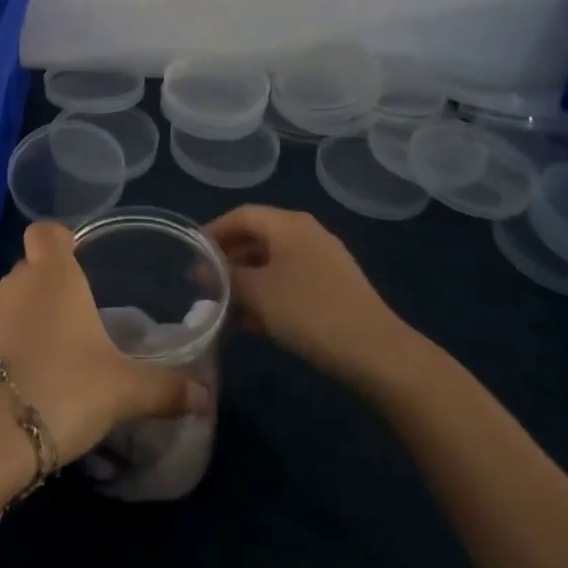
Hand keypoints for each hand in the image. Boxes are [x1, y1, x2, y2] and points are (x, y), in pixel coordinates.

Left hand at [0, 222, 211, 464]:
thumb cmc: (62, 387)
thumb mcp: (123, 390)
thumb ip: (163, 388)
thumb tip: (204, 396)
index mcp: (52, 275)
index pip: (46, 231)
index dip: (60, 238)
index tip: (78, 257)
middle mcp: (15, 285)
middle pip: (30, 268)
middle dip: (50, 286)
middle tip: (78, 319)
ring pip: (9, 304)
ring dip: (26, 322)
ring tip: (54, 358)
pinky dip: (5, 353)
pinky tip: (24, 386)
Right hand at [208, 204, 421, 389]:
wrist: (375, 352)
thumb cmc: (308, 311)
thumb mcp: (257, 293)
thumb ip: (227, 277)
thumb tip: (207, 271)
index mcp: (288, 223)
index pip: (241, 215)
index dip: (213, 232)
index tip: (191, 255)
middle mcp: (306, 233)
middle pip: (257, 237)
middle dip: (229, 259)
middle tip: (205, 282)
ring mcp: (324, 260)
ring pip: (273, 262)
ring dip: (248, 281)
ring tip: (225, 307)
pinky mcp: (335, 288)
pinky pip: (291, 281)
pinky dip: (269, 295)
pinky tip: (256, 323)